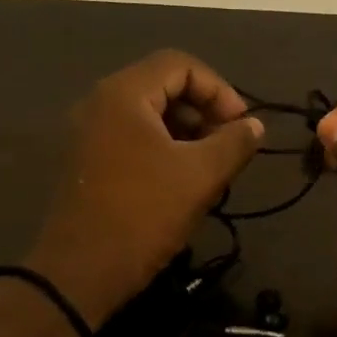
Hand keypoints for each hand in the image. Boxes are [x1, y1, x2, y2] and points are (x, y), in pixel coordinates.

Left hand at [25, 51, 263, 328]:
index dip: (220, 89)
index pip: (181, 64)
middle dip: (204, 110)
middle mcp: (99, 104)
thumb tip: (254, 126)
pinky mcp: (87, 161)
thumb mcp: (201, 176)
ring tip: (210, 167)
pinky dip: (163, 148)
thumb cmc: (144, 214)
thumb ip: (234, 142)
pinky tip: (182, 181)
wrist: (81, 272)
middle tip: (228, 146)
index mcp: (123, 94)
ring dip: (186, 132)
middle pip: (163, 85)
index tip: (241, 126)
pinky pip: (132, 137)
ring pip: (149, 114)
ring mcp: (88, 133)